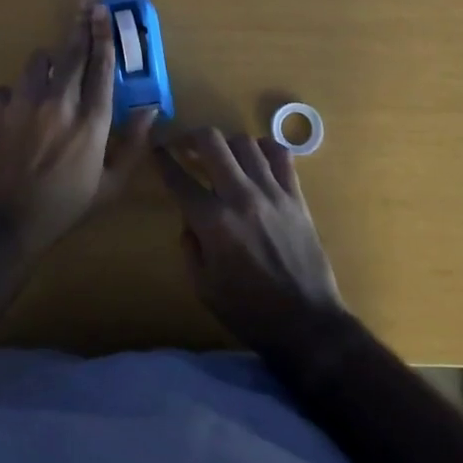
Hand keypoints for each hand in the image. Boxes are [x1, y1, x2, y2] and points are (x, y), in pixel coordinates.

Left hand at [0, 3, 159, 259]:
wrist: (2, 225)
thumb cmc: (63, 208)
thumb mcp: (110, 186)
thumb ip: (134, 144)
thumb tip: (150, 108)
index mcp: (91, 120)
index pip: (102, 65)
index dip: (104, 35)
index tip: (104, 12)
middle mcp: (59, 101)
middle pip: (72, 52)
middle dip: (80, 26)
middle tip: (85, 6)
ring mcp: (23, 102)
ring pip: (37, 61)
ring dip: (46, 67)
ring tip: (46, 82)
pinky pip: (6, 88)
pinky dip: (13, 98)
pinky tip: (14, 117)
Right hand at [156, 127, 346, 358]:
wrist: (307, 325)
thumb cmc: (249, 312)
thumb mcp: (203, 287)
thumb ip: (190, 246)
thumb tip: (190, 218)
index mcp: (213, 222)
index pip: (178, 178)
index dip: (162, 159)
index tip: (156, 148)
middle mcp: (240, 196)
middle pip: (211, 142)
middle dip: (191, 137)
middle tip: (185, 146)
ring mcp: (272, 192)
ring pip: (244, 141)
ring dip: (226, 144)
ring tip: (222, 156)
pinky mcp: (296, 195)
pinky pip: (280, 154)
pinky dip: (264, 148)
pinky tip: (256, 158)